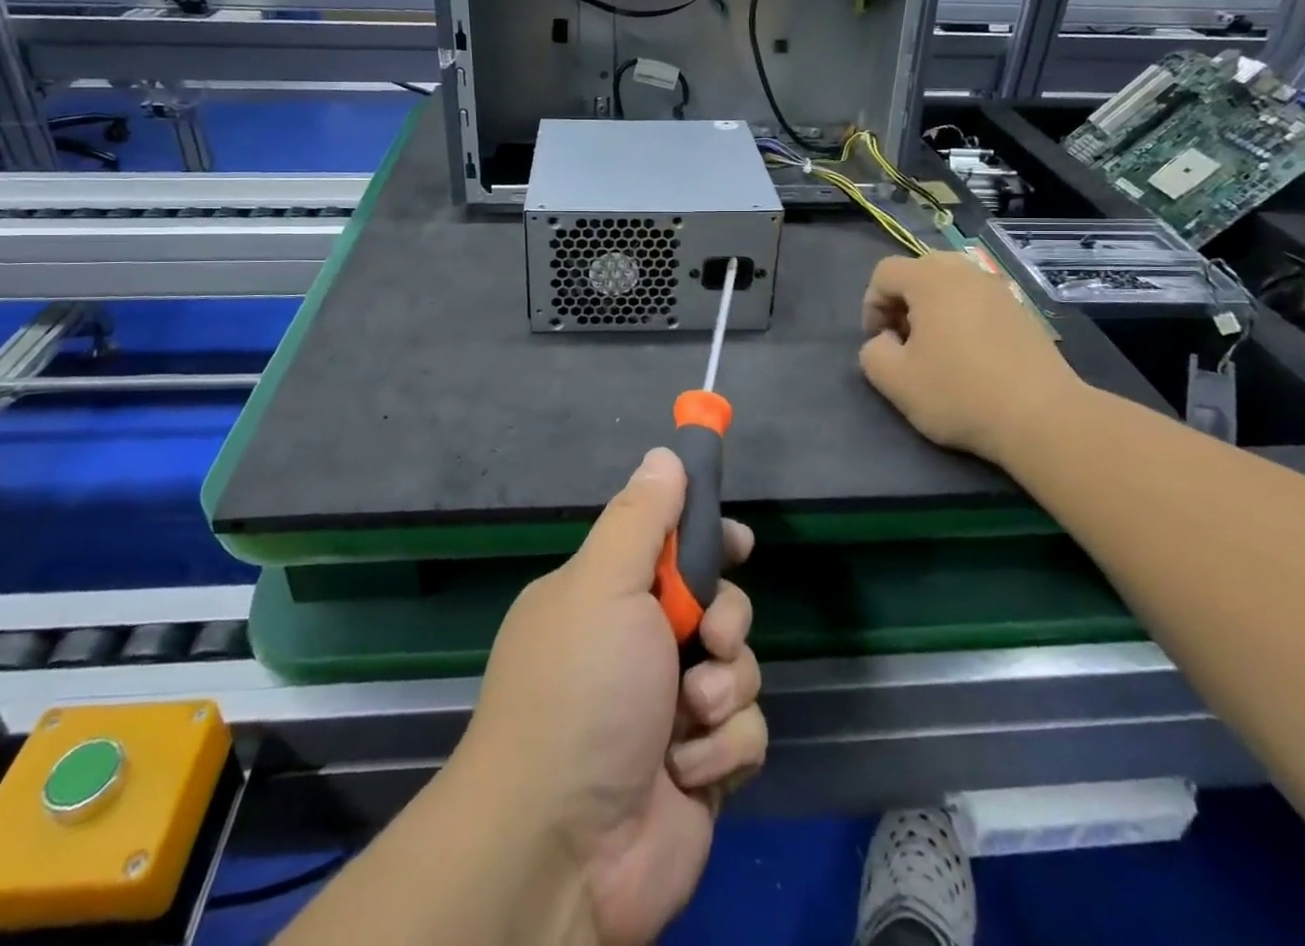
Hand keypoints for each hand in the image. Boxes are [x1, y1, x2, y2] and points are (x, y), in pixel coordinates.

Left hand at [460, 448, 765, 944]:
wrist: (560, 849)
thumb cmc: (581, 691)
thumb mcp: (604, 584)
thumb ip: (640, 517)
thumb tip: (664, 455)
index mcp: (609, 596)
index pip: (671, 546)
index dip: (710, 538)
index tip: (738, 541)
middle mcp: (639, 646)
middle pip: (719, 603)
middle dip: (727, 618)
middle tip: (710, 637)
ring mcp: (670, 709)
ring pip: (739, 668)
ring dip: (723, 690)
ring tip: (688, 717)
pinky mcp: (700, 768)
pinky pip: (744, 731)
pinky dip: (723, 747)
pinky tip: (688, 770)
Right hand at [859, 250, 1081, 457]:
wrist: (1043, 417)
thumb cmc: (959, 393)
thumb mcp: (894, 380)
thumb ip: (872, 351)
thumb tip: (886, 340)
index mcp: (931, 279)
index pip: (885, 273)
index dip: (871, 306)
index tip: (879, 342)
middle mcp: (966, 272)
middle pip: (919, 271)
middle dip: (903, 302)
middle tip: (905, 341)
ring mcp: (999, 290)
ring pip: (951, 285)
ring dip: (933, 310)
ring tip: (936, 350)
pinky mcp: (1022, 312)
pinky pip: (978, 302)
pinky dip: (963, 318)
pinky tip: (970, 357)